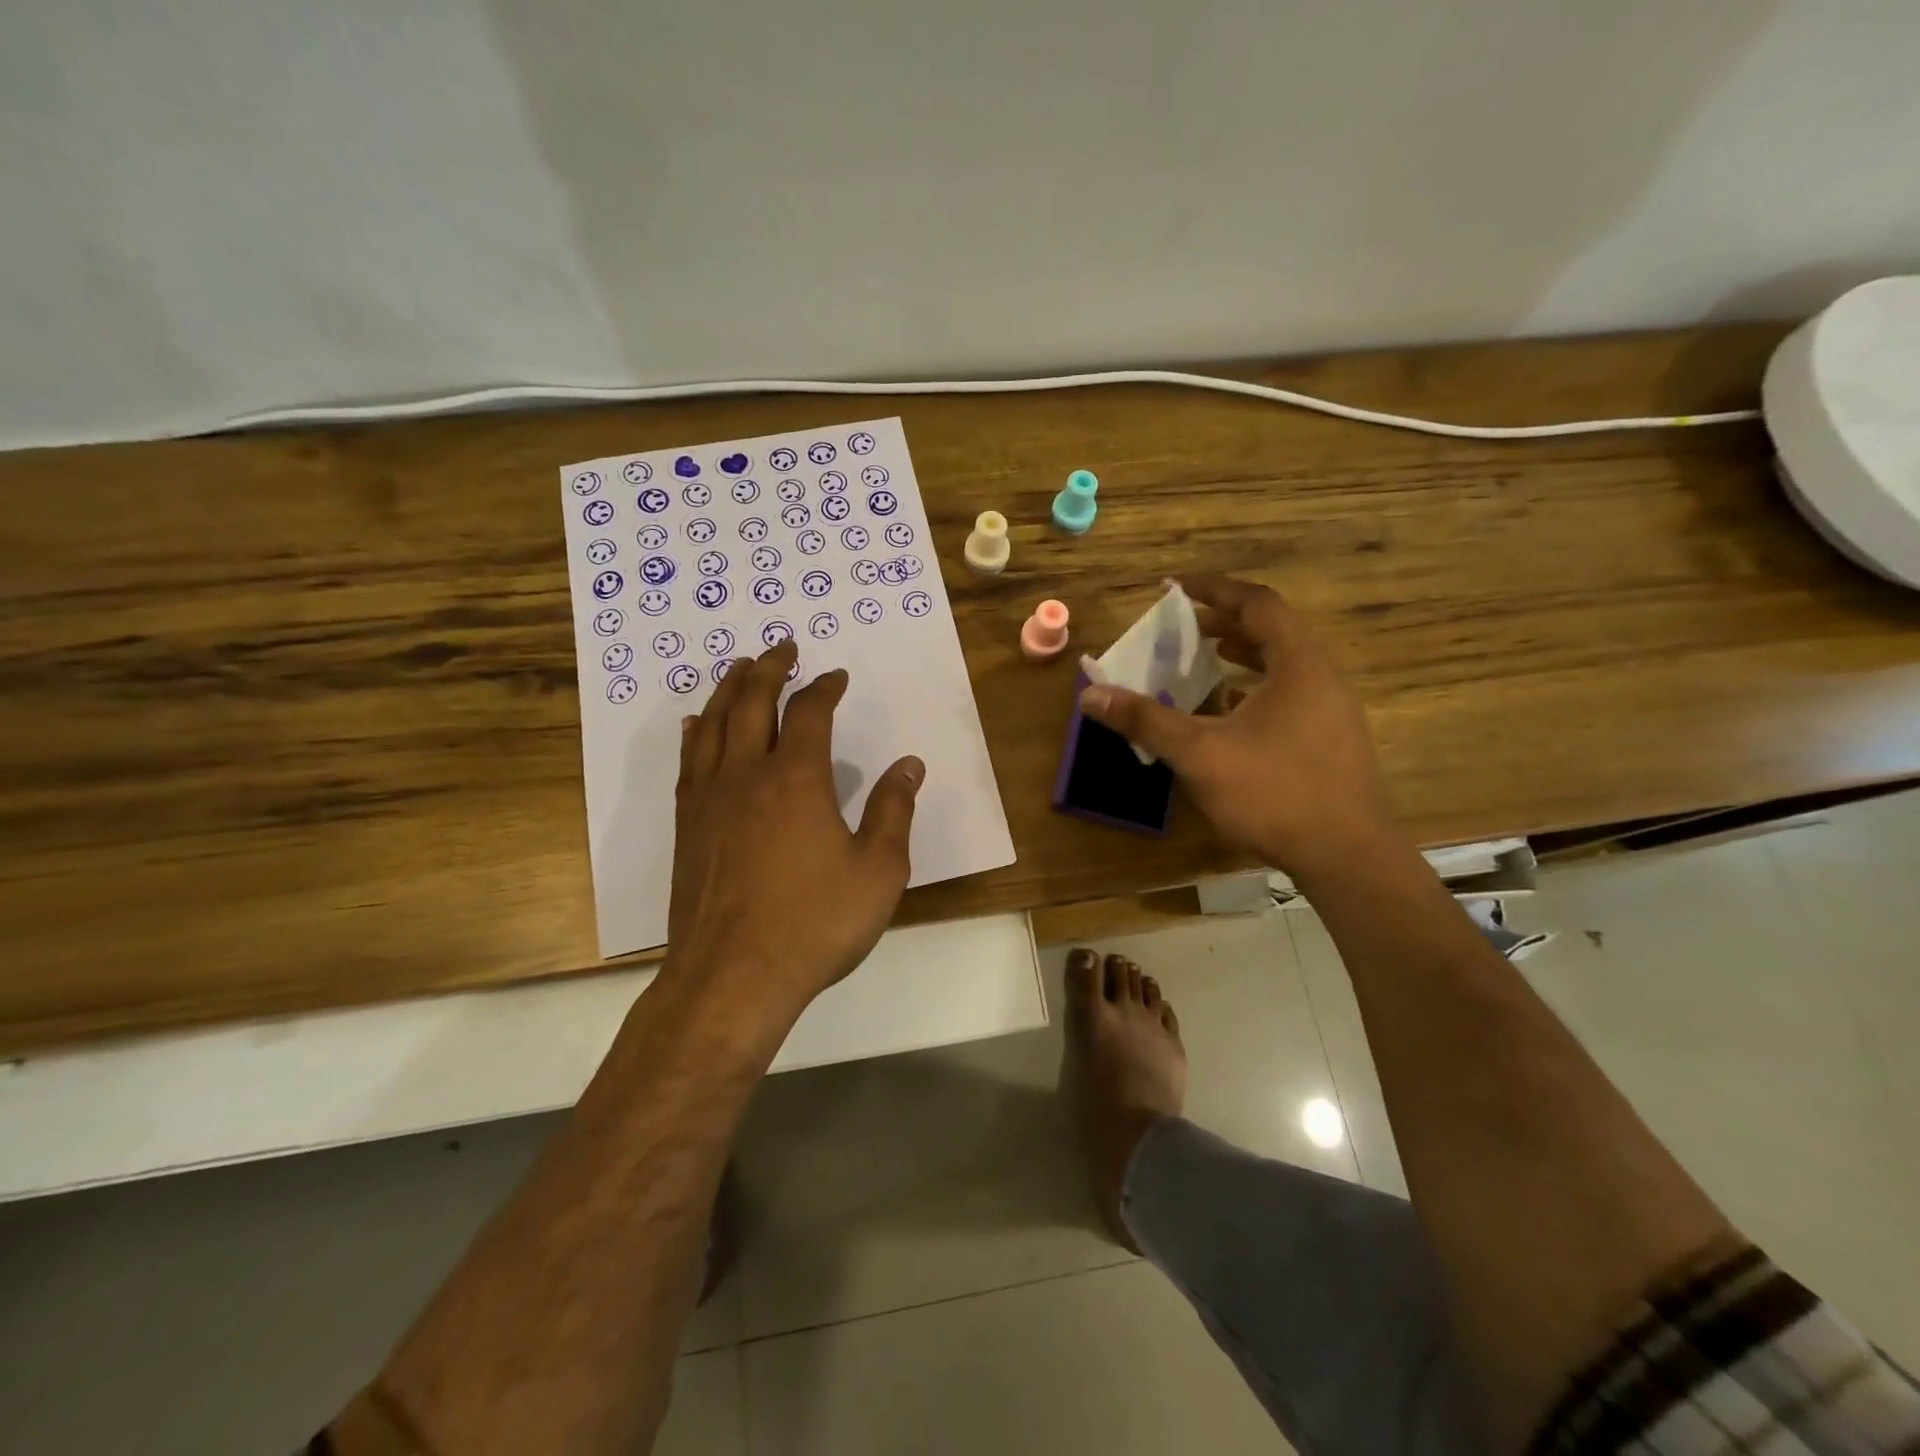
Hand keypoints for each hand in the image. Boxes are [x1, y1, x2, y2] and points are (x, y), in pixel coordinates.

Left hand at [665, 640, 923, 1019]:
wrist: (732, 977)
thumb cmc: (814, 924)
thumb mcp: (877, 871)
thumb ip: (893, 812)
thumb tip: (909, 765)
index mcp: (797, 779)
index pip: (810, 712)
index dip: (824, 687)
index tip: (836, 676)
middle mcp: (746, 775)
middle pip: (752, 702)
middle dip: (769, 668)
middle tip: (782, 647)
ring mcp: (709, 799)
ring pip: (713, 724)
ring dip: (729, 689)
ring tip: (739, 668)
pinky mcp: (687, 826)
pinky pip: (689, 760)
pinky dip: (697, 732)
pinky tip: (697, 725)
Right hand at [1078, 575, 1394, 879]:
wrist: (1347, 858)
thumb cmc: (1274, 793)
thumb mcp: (1199, 753)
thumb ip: (1145, 720)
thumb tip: (1091, 695)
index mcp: (1298, 665)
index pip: (1258, 603)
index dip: (1215, 589)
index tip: (1176, 588)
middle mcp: (1321, 678)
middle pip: (1271, 632)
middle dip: (1222, 625)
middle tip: (1180, 629)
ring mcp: (1331, 712)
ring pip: (1281, 667)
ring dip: (1239, 659)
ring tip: (1198, 665)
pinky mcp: (1330, 742)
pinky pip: (1287, 698)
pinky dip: (1252, 692)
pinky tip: (1224, 716)